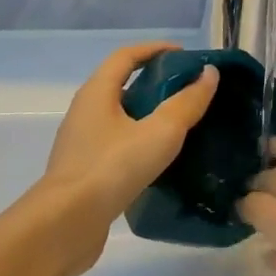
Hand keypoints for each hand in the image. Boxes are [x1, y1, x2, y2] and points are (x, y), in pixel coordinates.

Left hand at [24, 42, 218, 275]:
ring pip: (120, 117)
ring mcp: (82, 142)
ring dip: (149, 115)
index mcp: (97, 92)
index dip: (156, 49)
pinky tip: (160, 160)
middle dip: (156, 82)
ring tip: (182, 126)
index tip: (186, 56)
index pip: (127, 56)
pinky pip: (117, 145)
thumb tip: (209, 74)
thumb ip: (187, 103)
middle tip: (190, 92)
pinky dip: (140, 141)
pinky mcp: (85, 170)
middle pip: (122, 84)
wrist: (65, 225)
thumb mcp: (159, 133)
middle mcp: (85, 111)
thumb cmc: (111, 168)